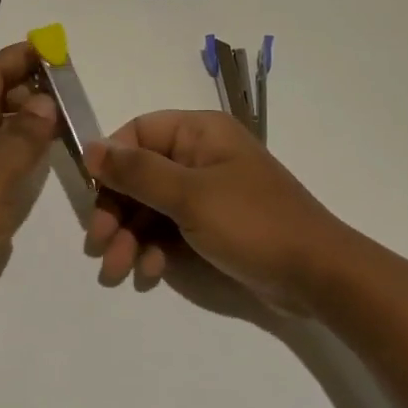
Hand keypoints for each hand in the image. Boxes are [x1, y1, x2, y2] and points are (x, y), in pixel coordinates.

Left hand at [0, 42, 58, 326]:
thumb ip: (23, 136)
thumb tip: (46, 103)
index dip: (20, 57)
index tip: (56, 47)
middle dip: (31, 88)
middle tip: (75, 89)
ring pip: (2, 130)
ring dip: (32, 120)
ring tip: (71, 118)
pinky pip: (4, 161)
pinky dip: (27, 152)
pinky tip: (51, 157)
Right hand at [85, 111, 348, 311]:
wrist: (316, 275)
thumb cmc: (252, 223)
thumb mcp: (190, 196)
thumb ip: (137, 172)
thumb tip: (90, 147)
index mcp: (199, 132)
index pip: (137, 133)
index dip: (111, 164)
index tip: (93, 198)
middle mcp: (200, 155)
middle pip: (140, 174)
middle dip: (117, 212)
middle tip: (99, 245)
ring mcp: (207, 192)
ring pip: (151, 206)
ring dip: (130, 237)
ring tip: (118, 271)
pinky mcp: (212, 225)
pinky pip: (170, 229)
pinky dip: (155, 249)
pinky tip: (150, 274)